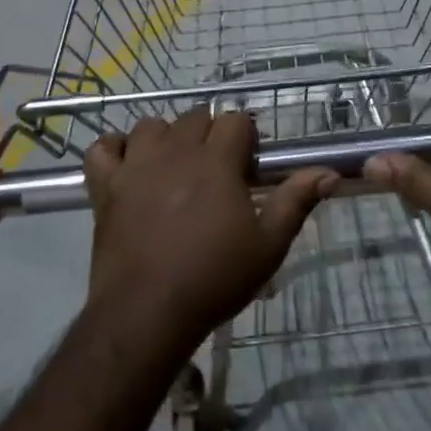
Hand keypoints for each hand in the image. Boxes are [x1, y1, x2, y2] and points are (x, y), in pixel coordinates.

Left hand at [84, 108, 337, 354]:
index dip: (246, 137)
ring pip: (151, 125)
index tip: (249, 164)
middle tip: (217, 170)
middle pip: (195, 117)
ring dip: (167, 137)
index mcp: (216, 161)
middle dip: (210, 134)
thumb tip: (328, 172)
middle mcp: (175, 151)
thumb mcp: (268, 245)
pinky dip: (114, 149)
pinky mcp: (105, 186)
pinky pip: (102, 148)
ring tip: (176, 166)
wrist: (147, 313)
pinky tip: (127, 164)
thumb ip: (296, 201)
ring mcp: (136, 165)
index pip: (235, 121)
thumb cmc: (214, 278)